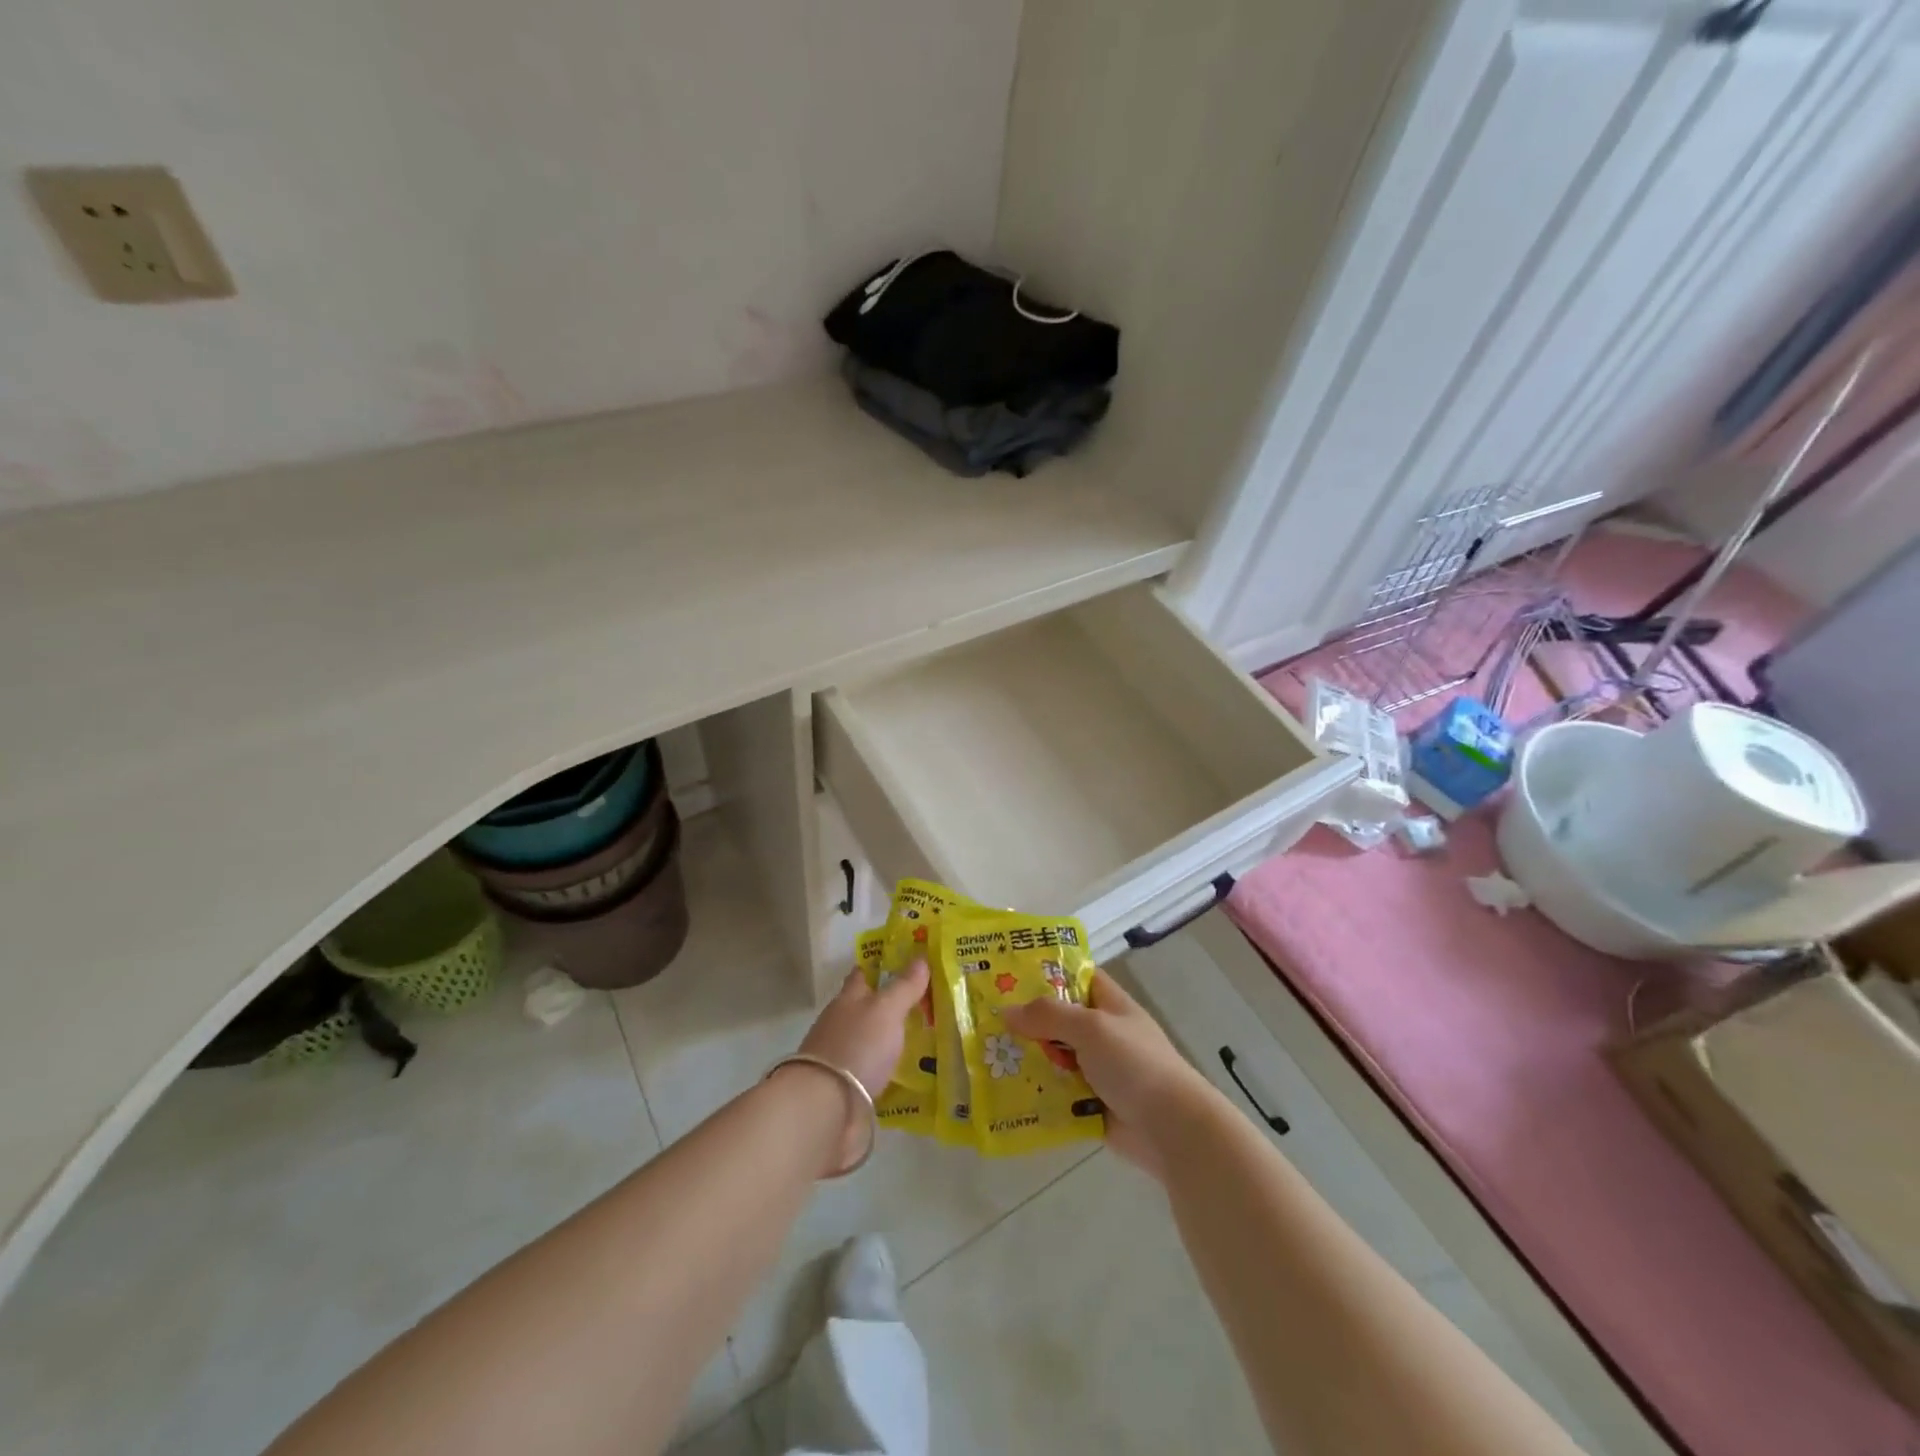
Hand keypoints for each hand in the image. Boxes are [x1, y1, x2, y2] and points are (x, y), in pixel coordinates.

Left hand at [797, 959, 931, 1097]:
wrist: (826, 1106)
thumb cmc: (857, 1045)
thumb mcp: (886, 1009)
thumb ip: (904, 986)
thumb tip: (920, 957)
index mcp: (848, 999)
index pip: (862, 974)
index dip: (880, 966)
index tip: (904, 963)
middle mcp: (842, 1024)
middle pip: (867, 1008)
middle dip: (891, 1005)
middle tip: (926, 1004)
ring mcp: (843, 1057)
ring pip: (871, 1040)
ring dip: (891, 1039)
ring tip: (925, 1040)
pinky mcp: (848, 1088)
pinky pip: (874, 1071)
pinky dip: (888, 1069)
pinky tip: (910, 1073)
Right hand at [1002, 970, 1211, 1179]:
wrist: (1172, 1128)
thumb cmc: (1135, 1064)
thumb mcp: (1091, 1028)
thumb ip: (1049, 1015)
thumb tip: (1006, 1011)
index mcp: (1110, 1004)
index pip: (1077, 976)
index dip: (1047, 972)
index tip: (1009, 974)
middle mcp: (1103, 1032)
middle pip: (1059, 1018)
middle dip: (1028, 1020)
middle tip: (987, 1019)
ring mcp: (1098, 1069)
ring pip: (1054, 1056)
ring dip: (1029, 1058)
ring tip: (986, 1055)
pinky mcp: (1091, 1102)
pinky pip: (1058, 1090)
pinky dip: (1038, 1091)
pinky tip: (1006, 1091)